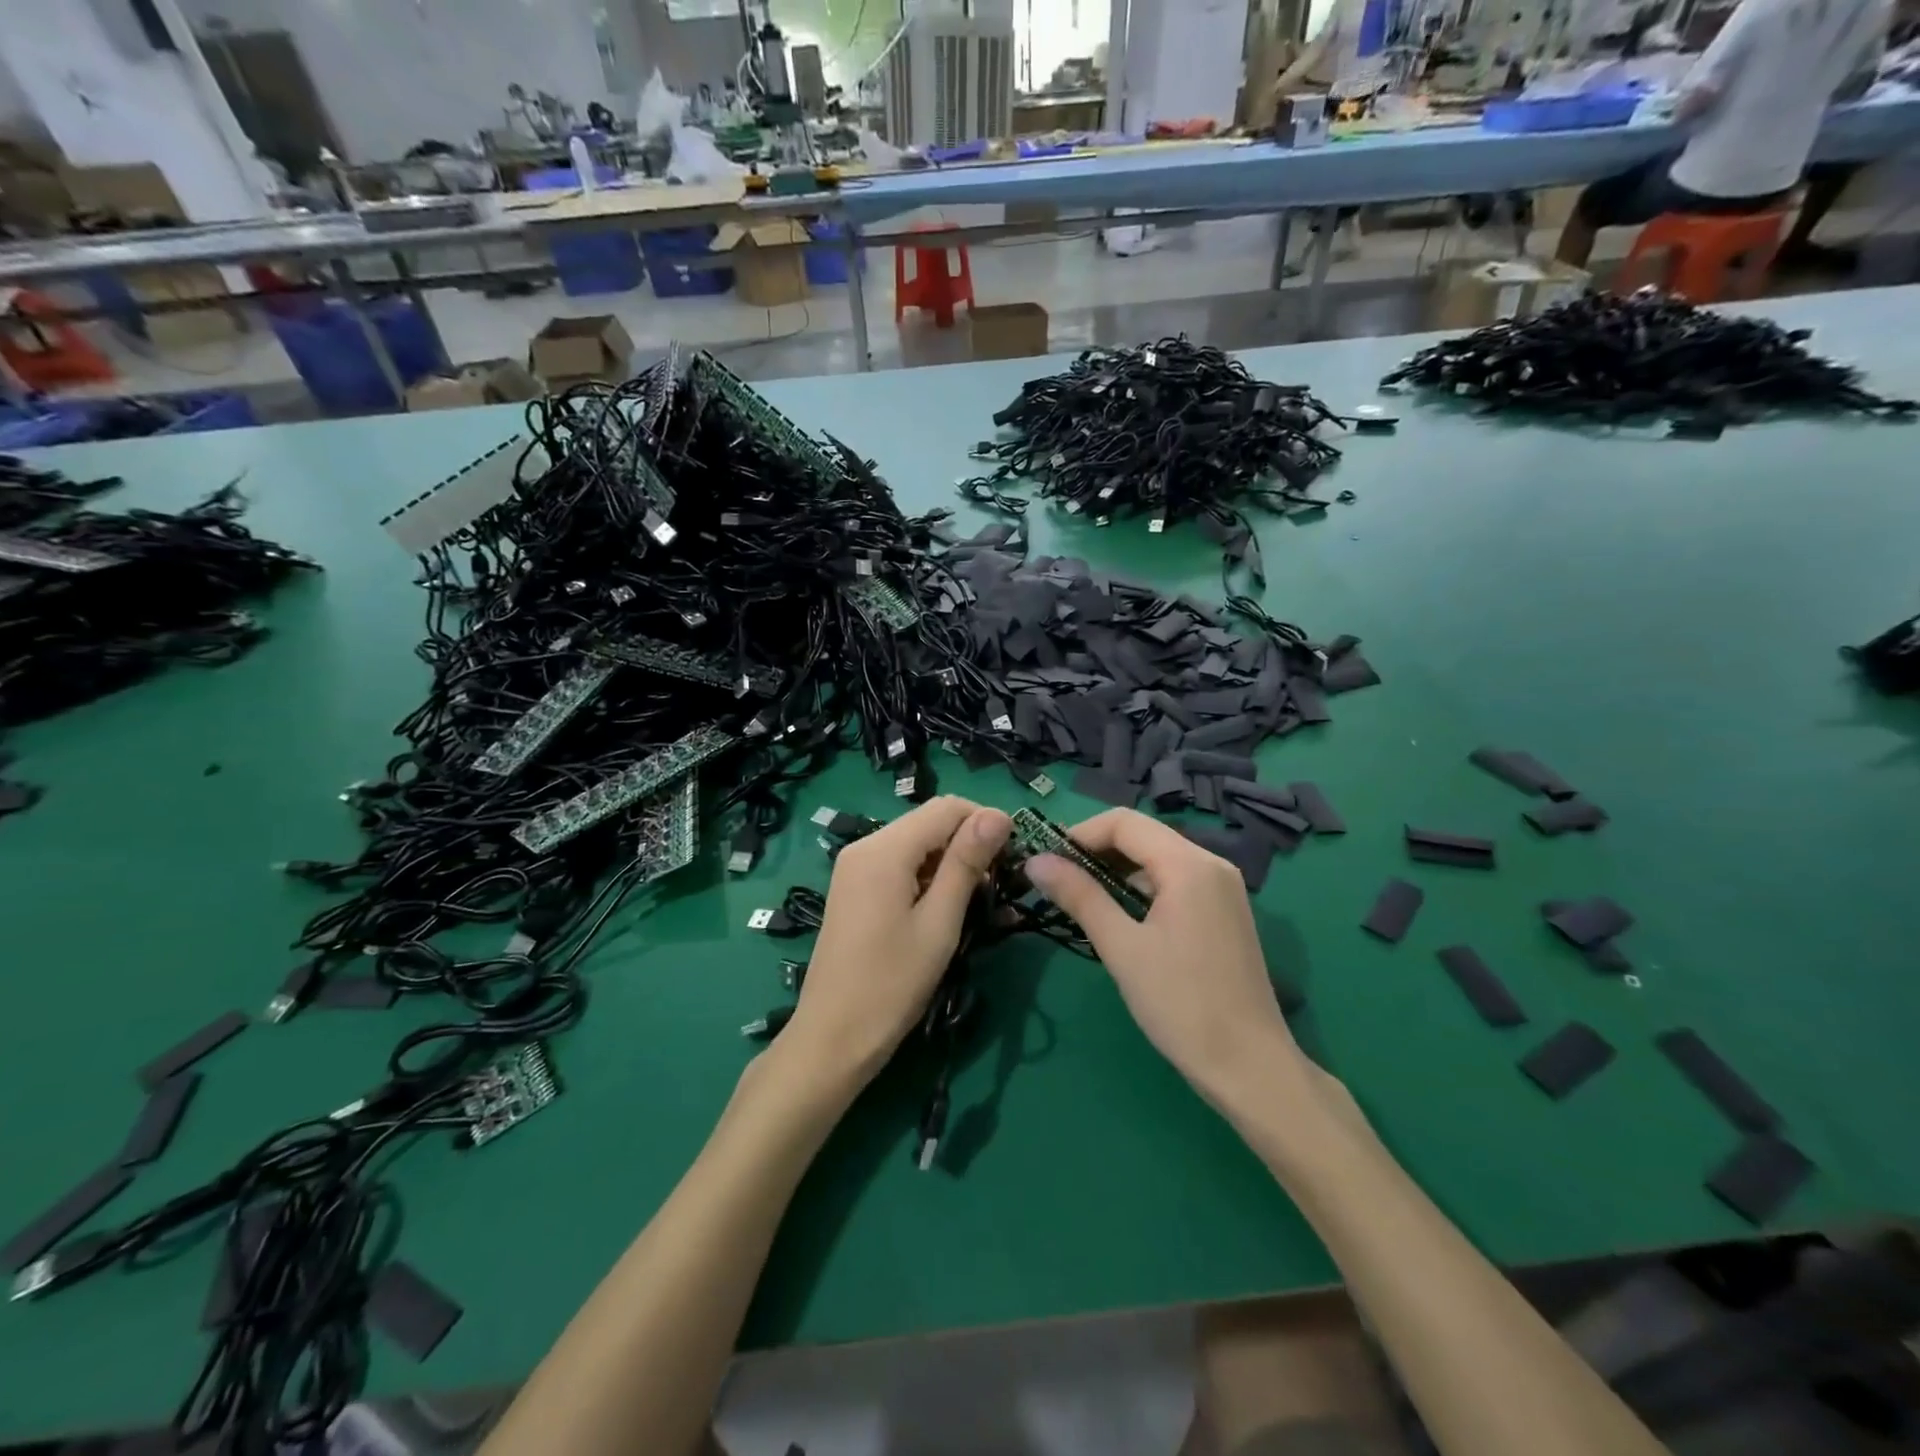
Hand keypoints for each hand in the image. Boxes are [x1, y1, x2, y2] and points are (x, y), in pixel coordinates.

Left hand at [783, 796, 1010, 1086]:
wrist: (833, 1038)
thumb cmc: (892, 983)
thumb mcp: (939, 922)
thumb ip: (966, 862)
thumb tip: (998, 815)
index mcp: (884, 849)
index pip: (946, 807)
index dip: (985, 821)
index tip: (1014, 856)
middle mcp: (865, 846)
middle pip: (929, 822)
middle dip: (968, 842)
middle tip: (998, 884)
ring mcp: (855, 867)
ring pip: (916, 843)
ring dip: (950, 861)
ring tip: (977, 901)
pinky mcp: (854, 888)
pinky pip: (899, 864)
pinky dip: (927, 876)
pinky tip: (944, 907)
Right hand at [1024, 809, 1304, 1108]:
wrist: (1249, 1067)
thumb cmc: (1181, 1004)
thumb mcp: (1121, 947)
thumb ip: (1079, 896)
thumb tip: (1036, 861)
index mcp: (1189, 865)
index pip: (1124, 823)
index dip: (1080, 834)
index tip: (1046, 862)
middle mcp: (1211, 864)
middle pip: (1142, 836)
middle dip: (1095, 851)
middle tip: (1057, 881)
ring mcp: (1222, 888)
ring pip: (1157, 859)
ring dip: (1116, 871)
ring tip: (1080, 900)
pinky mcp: (1224, 911)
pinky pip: (1174, 881)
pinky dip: (1141, 888)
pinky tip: (1119, 916)